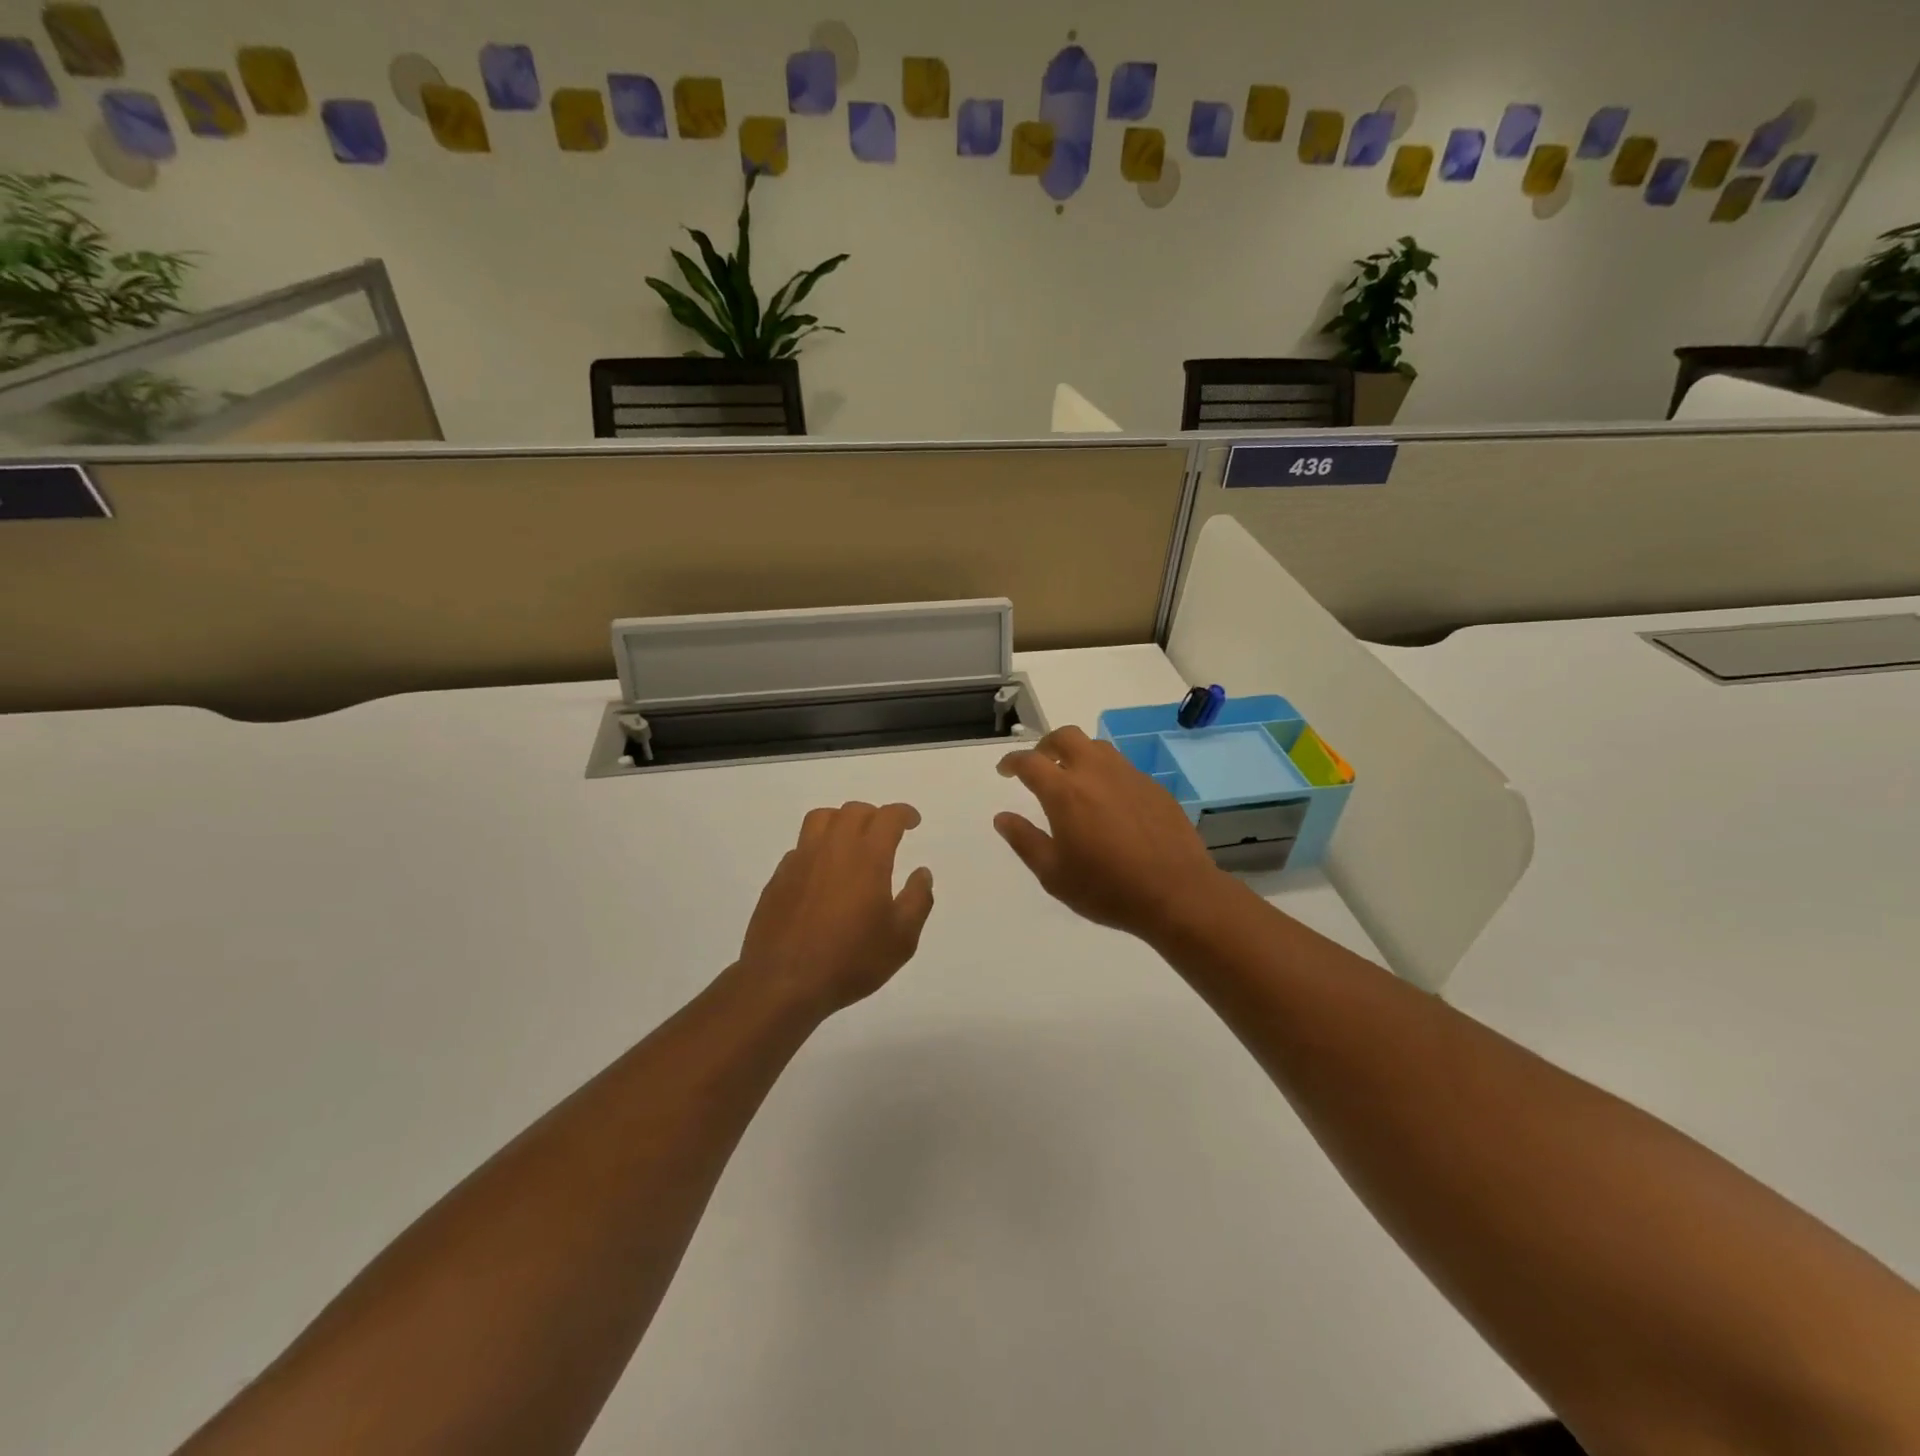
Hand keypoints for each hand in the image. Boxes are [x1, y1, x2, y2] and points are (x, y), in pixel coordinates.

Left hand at [737, 802, 934, 1017]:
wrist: (783, 982)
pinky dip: (817, 847)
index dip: (903, 813)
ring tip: (851, 841)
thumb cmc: (850, 961)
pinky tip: (823, 873)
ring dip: (841, 821)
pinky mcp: (779, 877)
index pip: (887, 817)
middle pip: (853, 811)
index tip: (913, 822)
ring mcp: (801, 860)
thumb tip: (922, 873)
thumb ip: (917, 901)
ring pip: (821, 819)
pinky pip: (801, 846)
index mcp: (867, 857)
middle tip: (885, 834)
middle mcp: (832, 848)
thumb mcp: (901, 940)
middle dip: (874, 816)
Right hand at [995, 726, 1230, 942]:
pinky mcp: (1154, 787)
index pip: (1030, 762)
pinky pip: (1122, 768)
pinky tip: (1108, 802)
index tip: (1005, 770)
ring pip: (1097, 747)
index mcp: (1065, 792)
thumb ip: (1025, 841)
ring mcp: (1129, 776)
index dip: (1012, 762)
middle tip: (1038, 764)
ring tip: (1073, 779)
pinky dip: (1105, 773)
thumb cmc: (1107, 889)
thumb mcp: (1054, 874)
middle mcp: (1096, 773)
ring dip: (1077, 754)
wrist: (1177, 894)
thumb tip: (1003, 818)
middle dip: (1045, 745)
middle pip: (1066, 737)